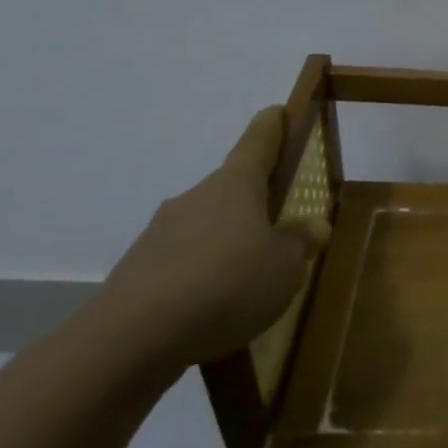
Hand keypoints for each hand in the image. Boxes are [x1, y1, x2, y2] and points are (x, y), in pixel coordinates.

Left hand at [95, 106, 330, 371]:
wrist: (135, 336)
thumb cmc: (228, 284)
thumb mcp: (286, 266)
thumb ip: (301, 242)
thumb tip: (312, 224)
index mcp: (234, 186)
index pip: (257, 143)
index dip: (271, 126)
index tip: (278, 111)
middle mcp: (195, 198)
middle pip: (232, 190)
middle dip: (256, 203)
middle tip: (282, 226)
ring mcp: (161, 234)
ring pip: (207, 228)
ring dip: (230, 243)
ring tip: (253, 280)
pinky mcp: (141, 271)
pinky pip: (186, 263)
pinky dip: (205, 276)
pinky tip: (219, 308)